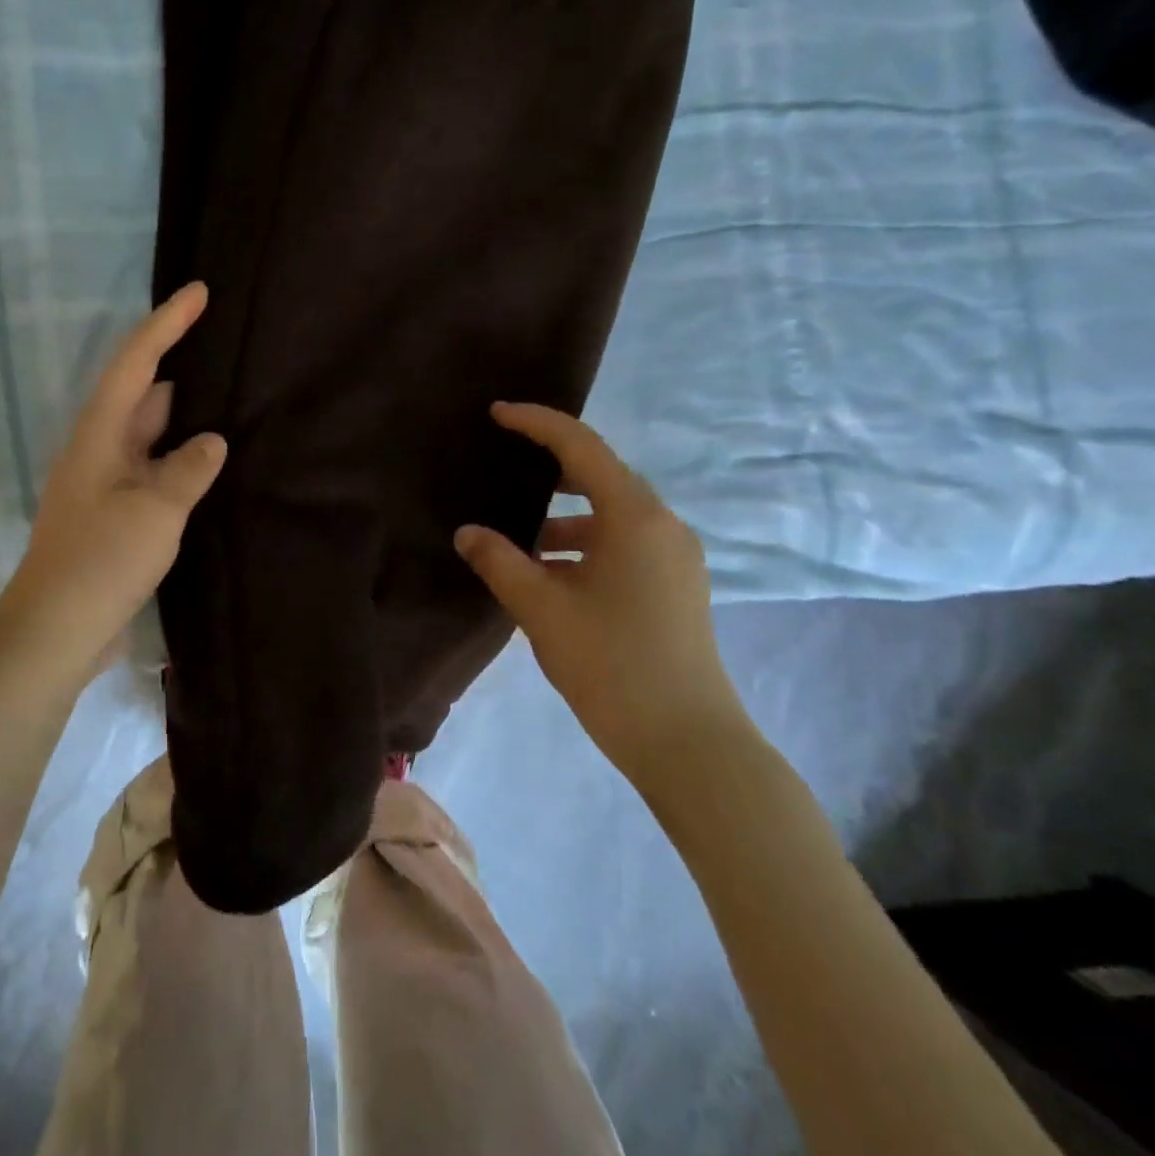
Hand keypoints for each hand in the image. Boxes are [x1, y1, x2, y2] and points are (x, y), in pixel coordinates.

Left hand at [0, 283, 226, 682]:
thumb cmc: (101, 561)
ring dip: (185, 419)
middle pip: (144, 393)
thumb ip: (189, 468)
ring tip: (232, 401)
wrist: (54, 632)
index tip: (199, 292)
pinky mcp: (117, 514)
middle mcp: (100, 449)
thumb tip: (213, 441)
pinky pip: (155, 470)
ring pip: (152, 435)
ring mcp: (107, 483)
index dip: (167, 323)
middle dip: (182, 367)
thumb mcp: (155, 511)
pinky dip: (181, 460)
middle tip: (229, 349)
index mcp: (99, 434)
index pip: (136, 362)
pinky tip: (211, 464)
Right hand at [454, 402, 753, 788]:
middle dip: (548, 470)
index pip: (580, 446)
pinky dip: (583, 546)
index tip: (497, 413)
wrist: (687, 742)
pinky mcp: (674, 586)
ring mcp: (674, 557)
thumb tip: (467, 533)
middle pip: (599, 477)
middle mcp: (662, 525)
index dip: (536, 423)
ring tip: (516, 538)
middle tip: (503, 467)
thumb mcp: (541, 609)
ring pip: (609, 516)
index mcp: (634, 517)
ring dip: (563, 519)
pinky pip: (622, 544)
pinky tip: (549, 573)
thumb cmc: (611, 664)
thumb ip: (499, 562)